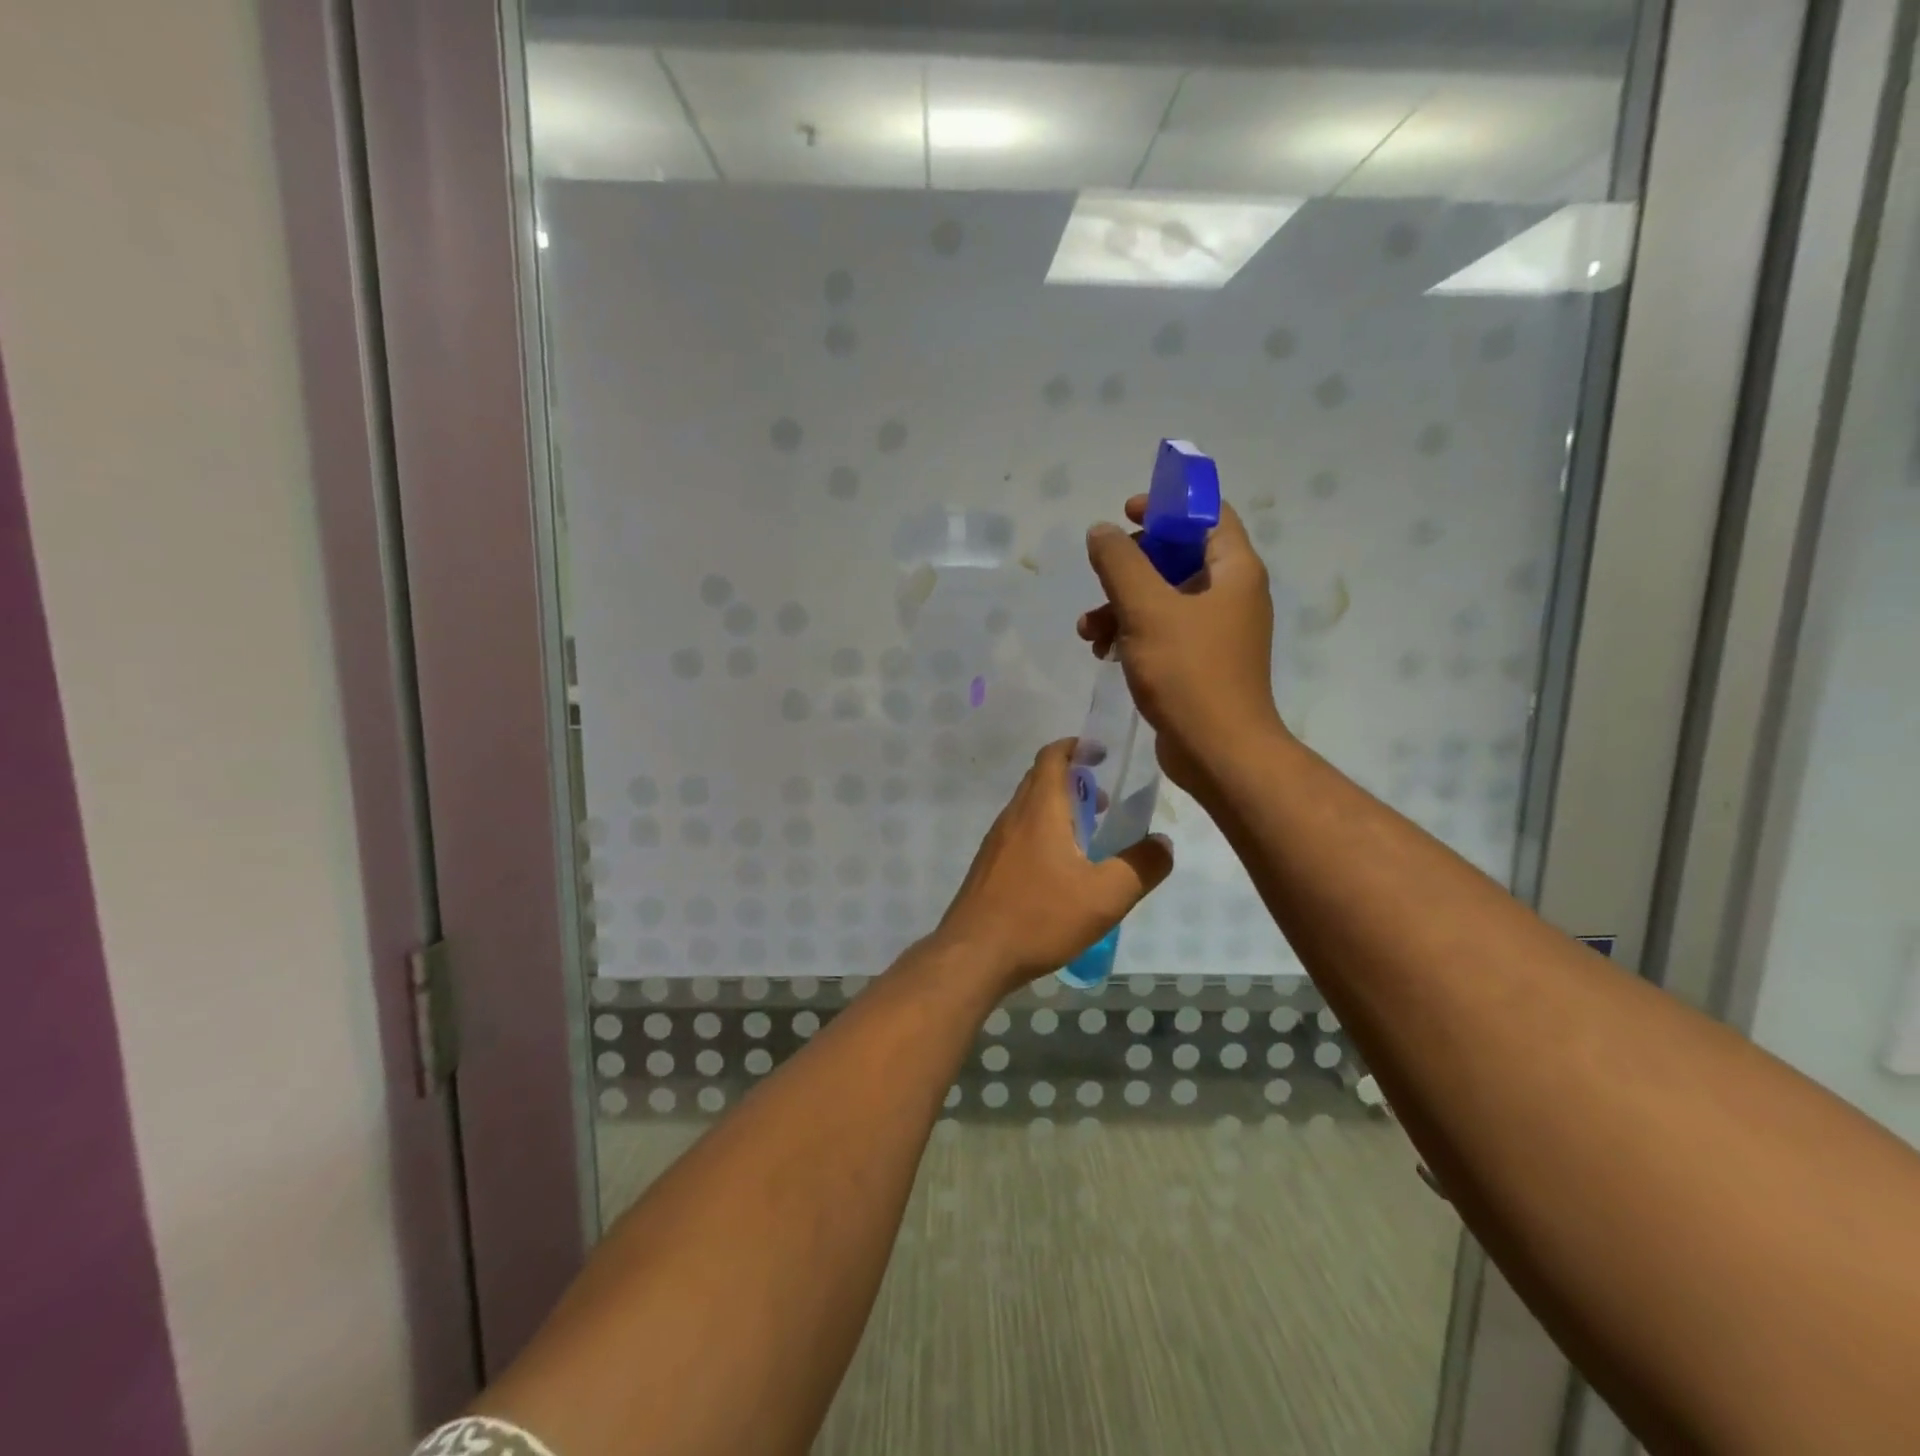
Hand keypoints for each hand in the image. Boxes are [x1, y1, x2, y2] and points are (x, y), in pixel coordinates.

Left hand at [934, 740, 1173, 991]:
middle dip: (1074, 780)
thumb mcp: (1105, 896)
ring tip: (1089, 838)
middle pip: (1040, 779)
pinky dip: (1043, 833)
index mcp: (1039, 810)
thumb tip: (1162, 843)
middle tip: (1106, 801)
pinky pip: (1020, 834)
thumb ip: (1141, 866)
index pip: (1052, 756)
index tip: (1102, 753)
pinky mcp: (988, 866)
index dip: (1077, 747)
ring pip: (1029, 809)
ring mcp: (996, 842)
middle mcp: (1013, 816)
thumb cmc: (1039, 917)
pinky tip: (1061, 871)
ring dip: (1059, 809)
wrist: (973, 955)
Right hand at [1078, 496, 1285, 793]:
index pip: (1207, 515)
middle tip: (1101, 576)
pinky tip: (1102, 652)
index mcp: (1234, 571)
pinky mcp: (1199, 663)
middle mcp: (1231, 595)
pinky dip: (1132, 634)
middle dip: (1131, 566)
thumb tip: (1101, 531)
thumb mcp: (1146, 609)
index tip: (1126, 515)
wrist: (1218, 751)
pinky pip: (1162, 632)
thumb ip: (1120, 563)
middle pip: (1177, 557)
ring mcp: (1216, 632)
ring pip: (1163, 599)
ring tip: (1088, 630)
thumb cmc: (1188, 672)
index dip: (1167, 507)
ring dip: (1121, 605)